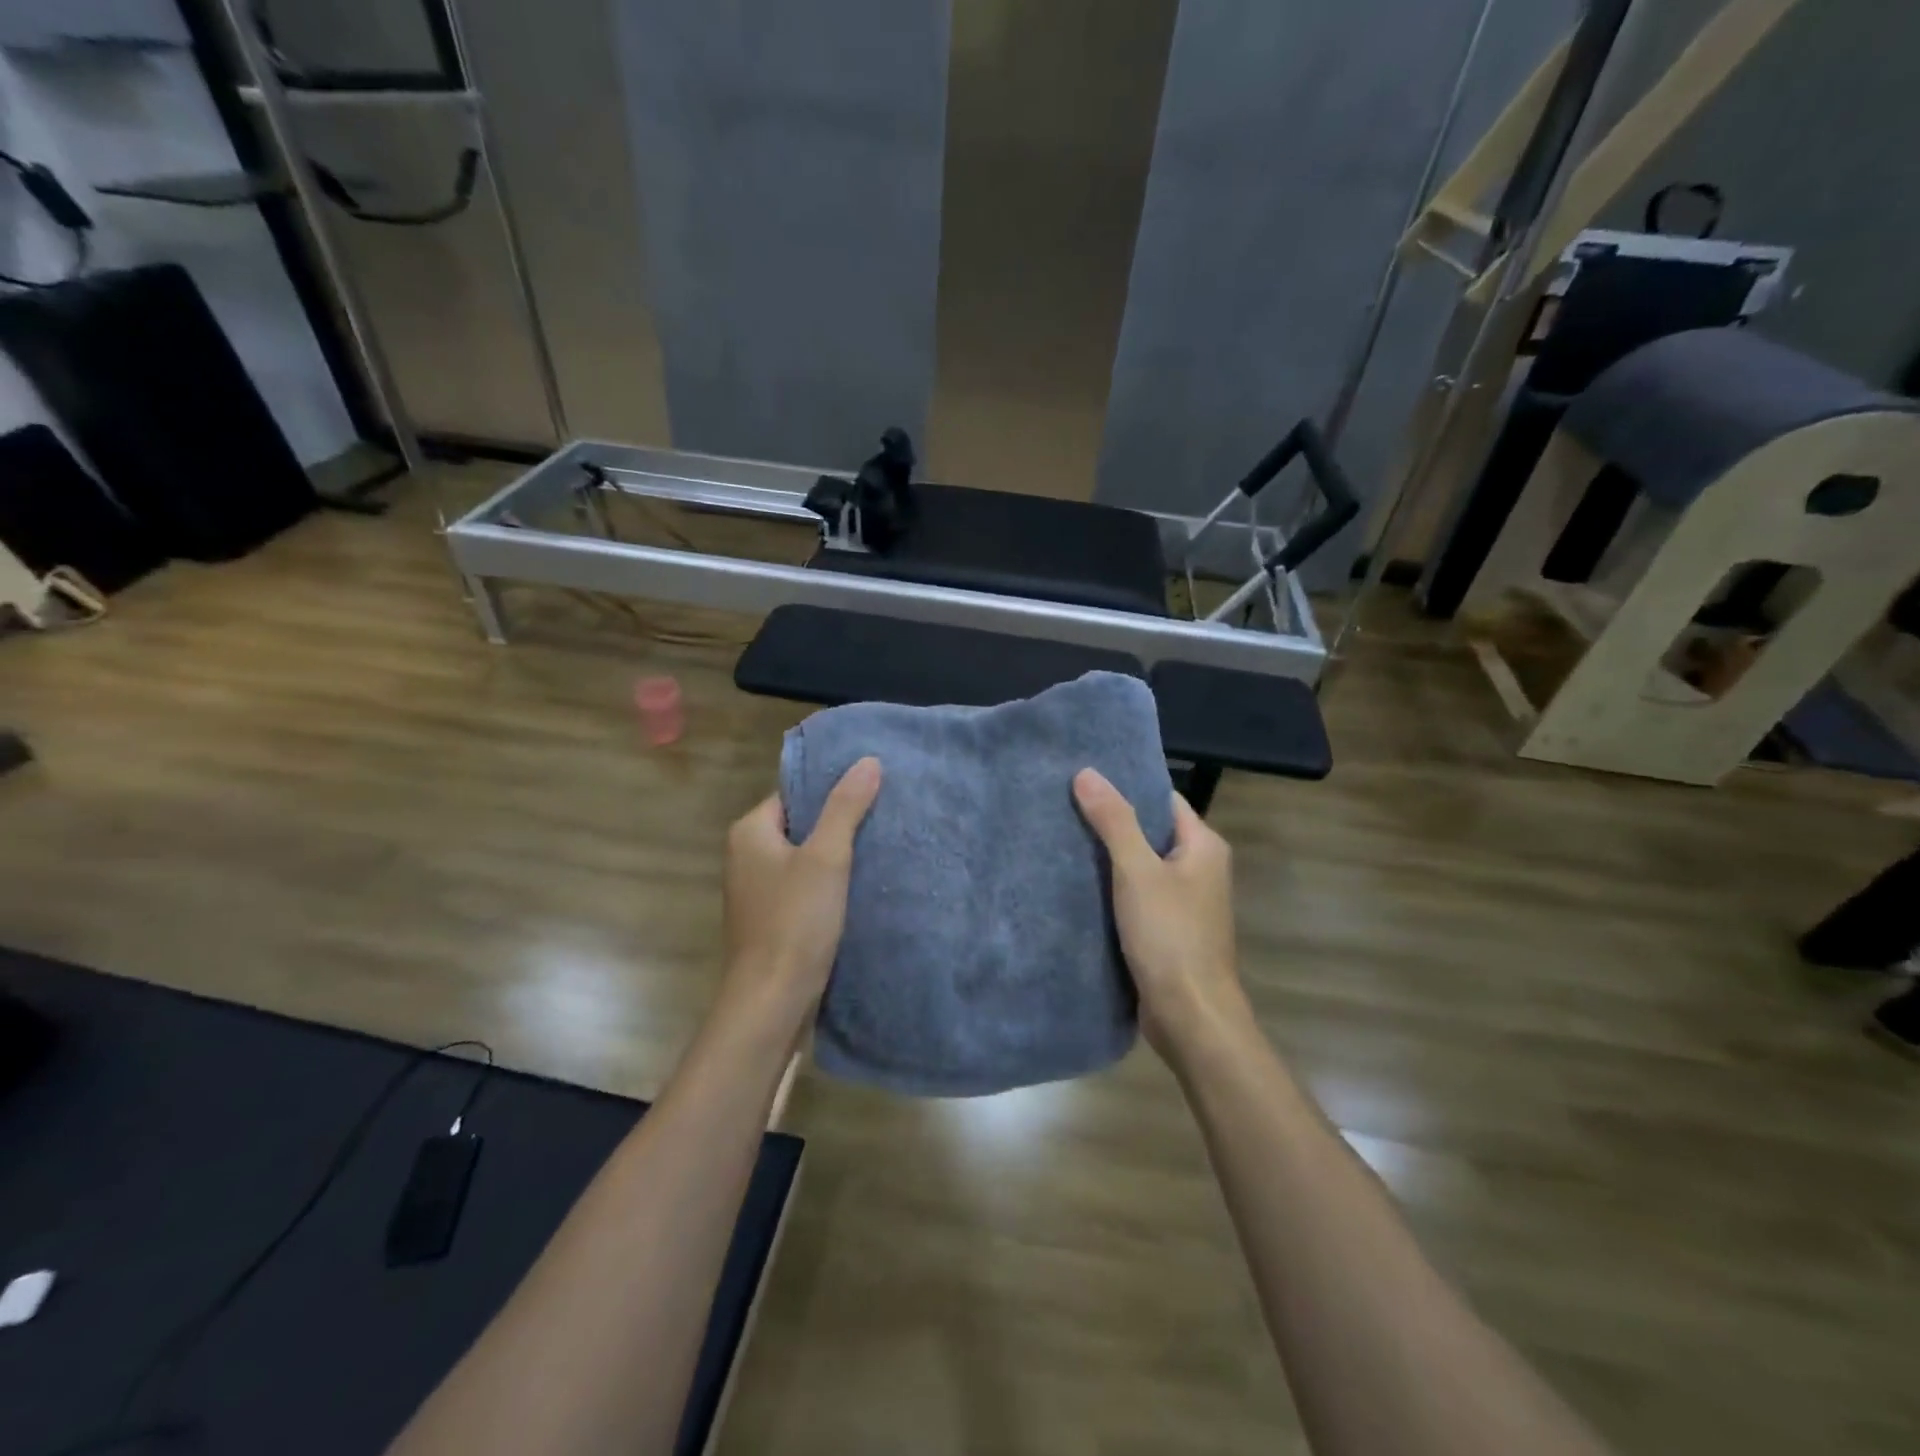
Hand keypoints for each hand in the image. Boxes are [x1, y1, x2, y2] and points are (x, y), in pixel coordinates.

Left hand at [721, 757, 882, 1031]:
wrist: (772, 1001)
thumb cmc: (795, 921)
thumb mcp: (826, 857)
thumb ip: (846, 807)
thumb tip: (867, 760)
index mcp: (750, 832)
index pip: (796, 794)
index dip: (832, 791)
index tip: (872, 789)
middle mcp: (746, 856)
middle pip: (800, 825)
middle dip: (839, 823)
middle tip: (884, 817)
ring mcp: (757, 891)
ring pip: (804, 858)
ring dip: (837, 856)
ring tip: (881, 847)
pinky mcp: (771, 919)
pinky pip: (803, 887)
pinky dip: (829, 884)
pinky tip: (861, 886)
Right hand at [1073, 768, 1251, 1061]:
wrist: (1190, 1016)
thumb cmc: (1170, 935)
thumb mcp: (1137, 871)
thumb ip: (1114, 821)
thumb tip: (1087, 773)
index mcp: (1203, 846)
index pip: (1162, 799)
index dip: (1127, 786)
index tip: (1085, 777)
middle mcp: (1199, 868)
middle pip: (1150, 832)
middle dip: (1111, 821)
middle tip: (1063, 804)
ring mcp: (1184, 902)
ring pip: (1140, 866)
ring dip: (1108, 857)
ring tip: (1061, 837)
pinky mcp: (1167, 930)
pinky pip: (1136, 896)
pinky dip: (1111, 888)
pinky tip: (1076, 883)